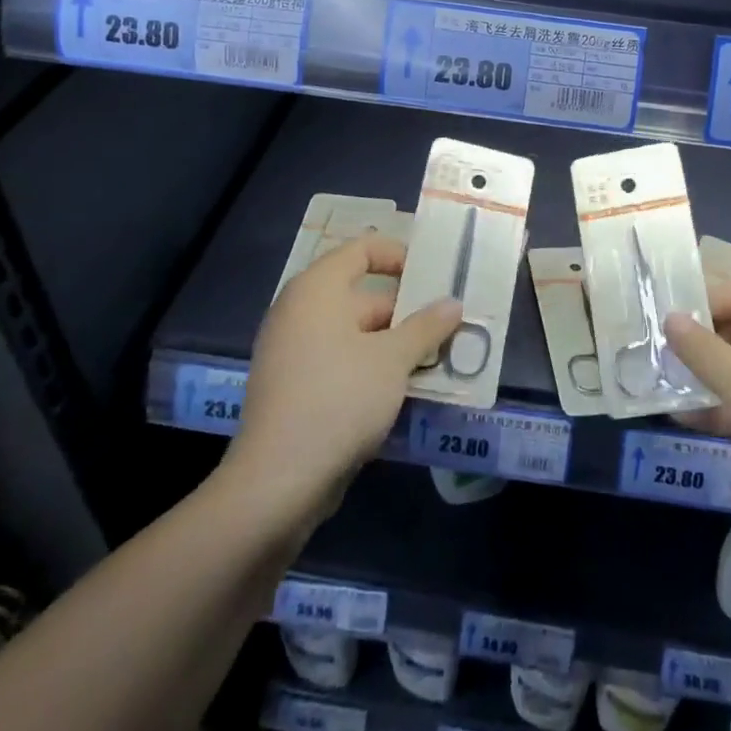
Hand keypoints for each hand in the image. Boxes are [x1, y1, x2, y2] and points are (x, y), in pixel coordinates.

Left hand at [227, 235, 461, 517]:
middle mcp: (300, 312)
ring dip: (395, 344)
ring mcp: (294, 352)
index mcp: (317, 290)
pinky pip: (342, 363)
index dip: (399, 255)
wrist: (278, 481)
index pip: (362, 249)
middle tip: (449, 325)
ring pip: (356, 335)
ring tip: (438, 359)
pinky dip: (373, 368)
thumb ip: (426, 326)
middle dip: (408, 311)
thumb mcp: (393, 359)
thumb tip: (453, 304)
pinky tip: (406, 390)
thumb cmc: (339, 398)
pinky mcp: (295, 389)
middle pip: (362, 296)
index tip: (434, 276)